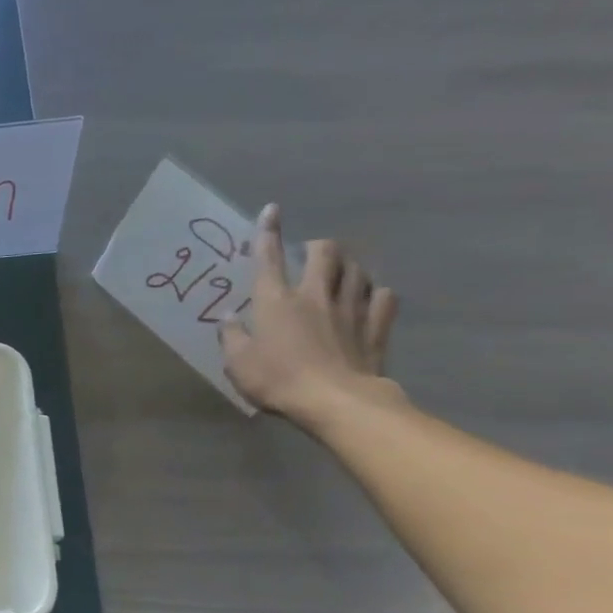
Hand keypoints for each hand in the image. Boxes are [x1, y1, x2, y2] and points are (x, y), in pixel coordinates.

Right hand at [219, 204, 403, 428]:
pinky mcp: (375, 327)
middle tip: (311, 253)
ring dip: (348, 265)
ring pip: (357, 270)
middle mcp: (314, 296)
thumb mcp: (238, 363)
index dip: (268, 232)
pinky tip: (371, 298)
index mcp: (276, 301)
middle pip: (324, 254)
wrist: (335, 402)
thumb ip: (232, 337)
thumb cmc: (277, 380)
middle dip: (318, 246)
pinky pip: (383, 298)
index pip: (268, 258)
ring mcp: (350, 310)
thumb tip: (229, 318)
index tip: (272, 210)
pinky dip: (376, 293)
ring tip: (341, 271)